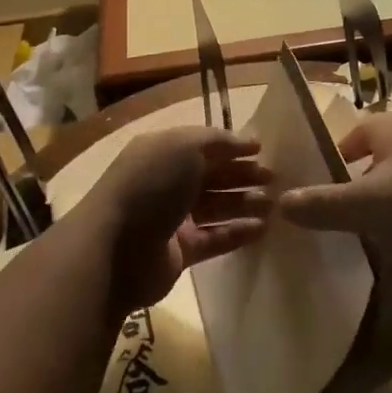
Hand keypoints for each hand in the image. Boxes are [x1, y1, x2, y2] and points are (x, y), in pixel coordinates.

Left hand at [79, 126, 271, 315]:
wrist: (116, 248)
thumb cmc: (150, 186)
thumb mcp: (183, 146)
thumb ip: (217, 140)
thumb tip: (246, 141)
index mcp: (162, 153)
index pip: (202, 145)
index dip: (232, 145)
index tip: (263, 149)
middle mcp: (166, 182)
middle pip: (211, 176)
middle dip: (242, 174)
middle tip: (275, 178)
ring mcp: (171, 219)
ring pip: (215, 207)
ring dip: (244, 203)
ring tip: (274, 205)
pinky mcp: (179, 252)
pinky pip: (214, 238)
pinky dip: (237, 233)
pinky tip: (262, 229)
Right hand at [277, 110, 391, 285]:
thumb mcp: (365, 205)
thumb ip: (321, 205)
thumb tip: (279, 203)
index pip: (352, 136)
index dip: (330, 162)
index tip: (312, 193)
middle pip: (377, 171)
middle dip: (356, 201)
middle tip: (330, 228)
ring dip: (385, 229)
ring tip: (358, 257)